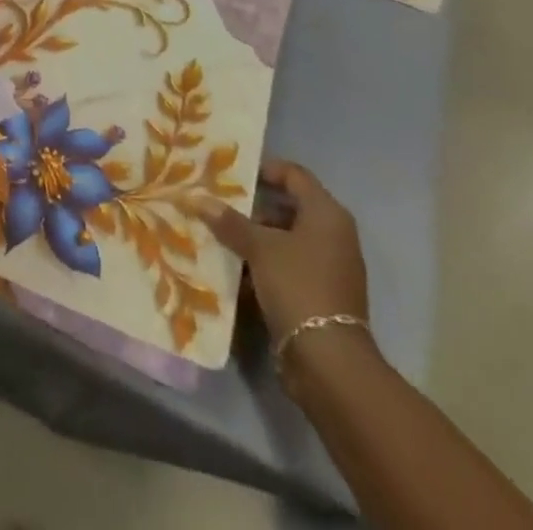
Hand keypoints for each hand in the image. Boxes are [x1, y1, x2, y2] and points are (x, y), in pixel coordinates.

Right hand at [205, 160, 369, 346]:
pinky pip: (288, 266)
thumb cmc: (298, 286)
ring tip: (220, 237)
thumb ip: (230, 222)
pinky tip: (235, 269)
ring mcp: (329, 267)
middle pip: (288, 207)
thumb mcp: (259, 248)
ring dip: (255, 238)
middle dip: (253, 208)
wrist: (329, 362)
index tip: (233, 175)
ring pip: (286, 239)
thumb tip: (198, 198)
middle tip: (219, 205)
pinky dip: (264, 264)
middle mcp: (333, 235)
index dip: (265, 170)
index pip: (294, 175)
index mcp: (326, 214)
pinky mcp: (320, 295)